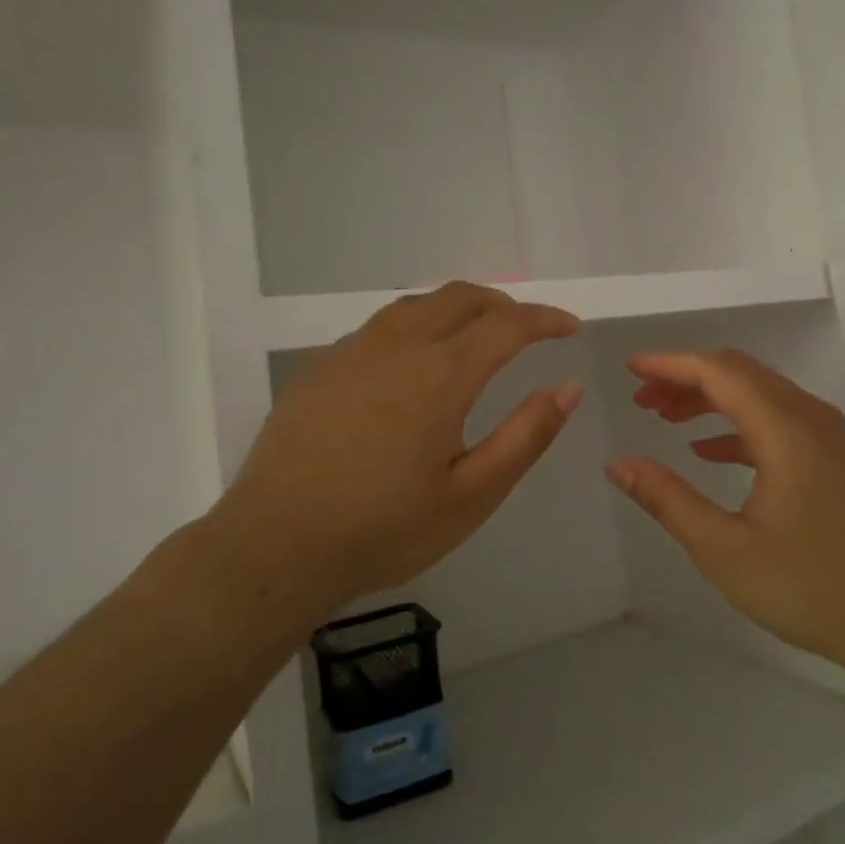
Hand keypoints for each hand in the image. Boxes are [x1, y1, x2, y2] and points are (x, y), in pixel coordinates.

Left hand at [206, 283, 582, 619]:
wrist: (274, 547)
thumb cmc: (384, 529)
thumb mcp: (473, 494)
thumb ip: (527, 435)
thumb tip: (569, 387)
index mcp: (440, 373)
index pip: (507, 324)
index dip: (545, 320)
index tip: (570, 328)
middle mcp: (397, 345)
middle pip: (461, 297)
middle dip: (504, 304)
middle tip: (528, 330)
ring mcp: (352, 352)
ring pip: (417, 305)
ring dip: (458, 310)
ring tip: (476, 339)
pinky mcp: (320, 368)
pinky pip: (381, 328)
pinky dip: (417, 328)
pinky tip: (413, 367)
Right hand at [605, 350, 844, 680]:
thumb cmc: (811, 587)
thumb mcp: (725, 549)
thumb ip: (668, 500)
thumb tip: (618, 465)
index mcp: (786, 429)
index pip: (719, 372)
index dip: (670, 364)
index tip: (630, 370)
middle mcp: (811, 418)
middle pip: (740, 373)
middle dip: (686, 377)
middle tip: (641, 398)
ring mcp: (829, 437)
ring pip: (760, 394)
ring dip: (711, 399)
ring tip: (665, 417)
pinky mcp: (836, 458)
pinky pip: (778, 420)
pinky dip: (738, 425)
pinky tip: (709, 452)